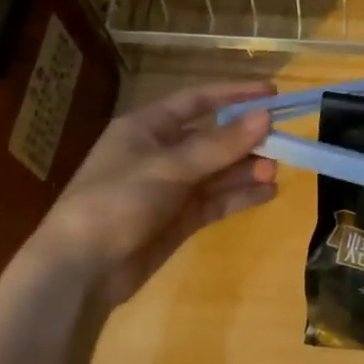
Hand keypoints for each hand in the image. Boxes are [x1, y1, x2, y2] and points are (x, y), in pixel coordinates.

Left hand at [13, 81, 278, 312]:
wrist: (81, 270)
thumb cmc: (116, 202)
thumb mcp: (168, 168)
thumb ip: (219, 145)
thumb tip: (265, 116)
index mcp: (147, 128)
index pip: (197, 101)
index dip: (234, 94)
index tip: (272, 93)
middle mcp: (161, 153)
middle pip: (212, 138)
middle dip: (246, 140)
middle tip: (282, 142)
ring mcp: (171, 188)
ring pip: (217, 171)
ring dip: (246, 170)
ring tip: (275, 171)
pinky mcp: (179, 219)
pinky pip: (216, 201)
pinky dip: (240, 196)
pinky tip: (268, 193)